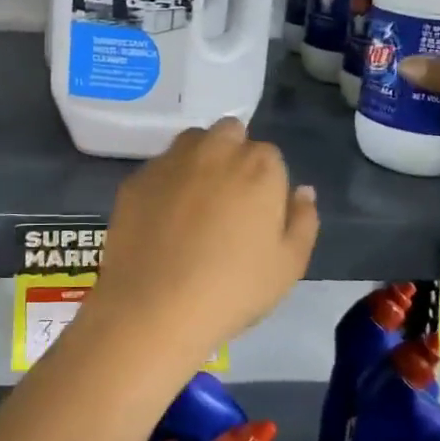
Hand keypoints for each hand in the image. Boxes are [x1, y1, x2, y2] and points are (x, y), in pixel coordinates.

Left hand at [93, 118, 318, 365]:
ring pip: (191, 143)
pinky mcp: (136, 179)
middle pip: (229, 134)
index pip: (268, 155)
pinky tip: (162, 219)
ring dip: (198, 159)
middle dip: (232, 154)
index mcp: (258, 165)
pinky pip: (158, 169)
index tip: (258, 213)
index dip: (265, 182)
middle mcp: (214, 149)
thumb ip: (303, 220)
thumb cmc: (233, 288)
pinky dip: (165, 184)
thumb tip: (302, 191)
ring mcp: (170, 161)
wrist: (155, 306)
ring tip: (195, 204)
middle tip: (228, 200)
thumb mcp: (289, 265)